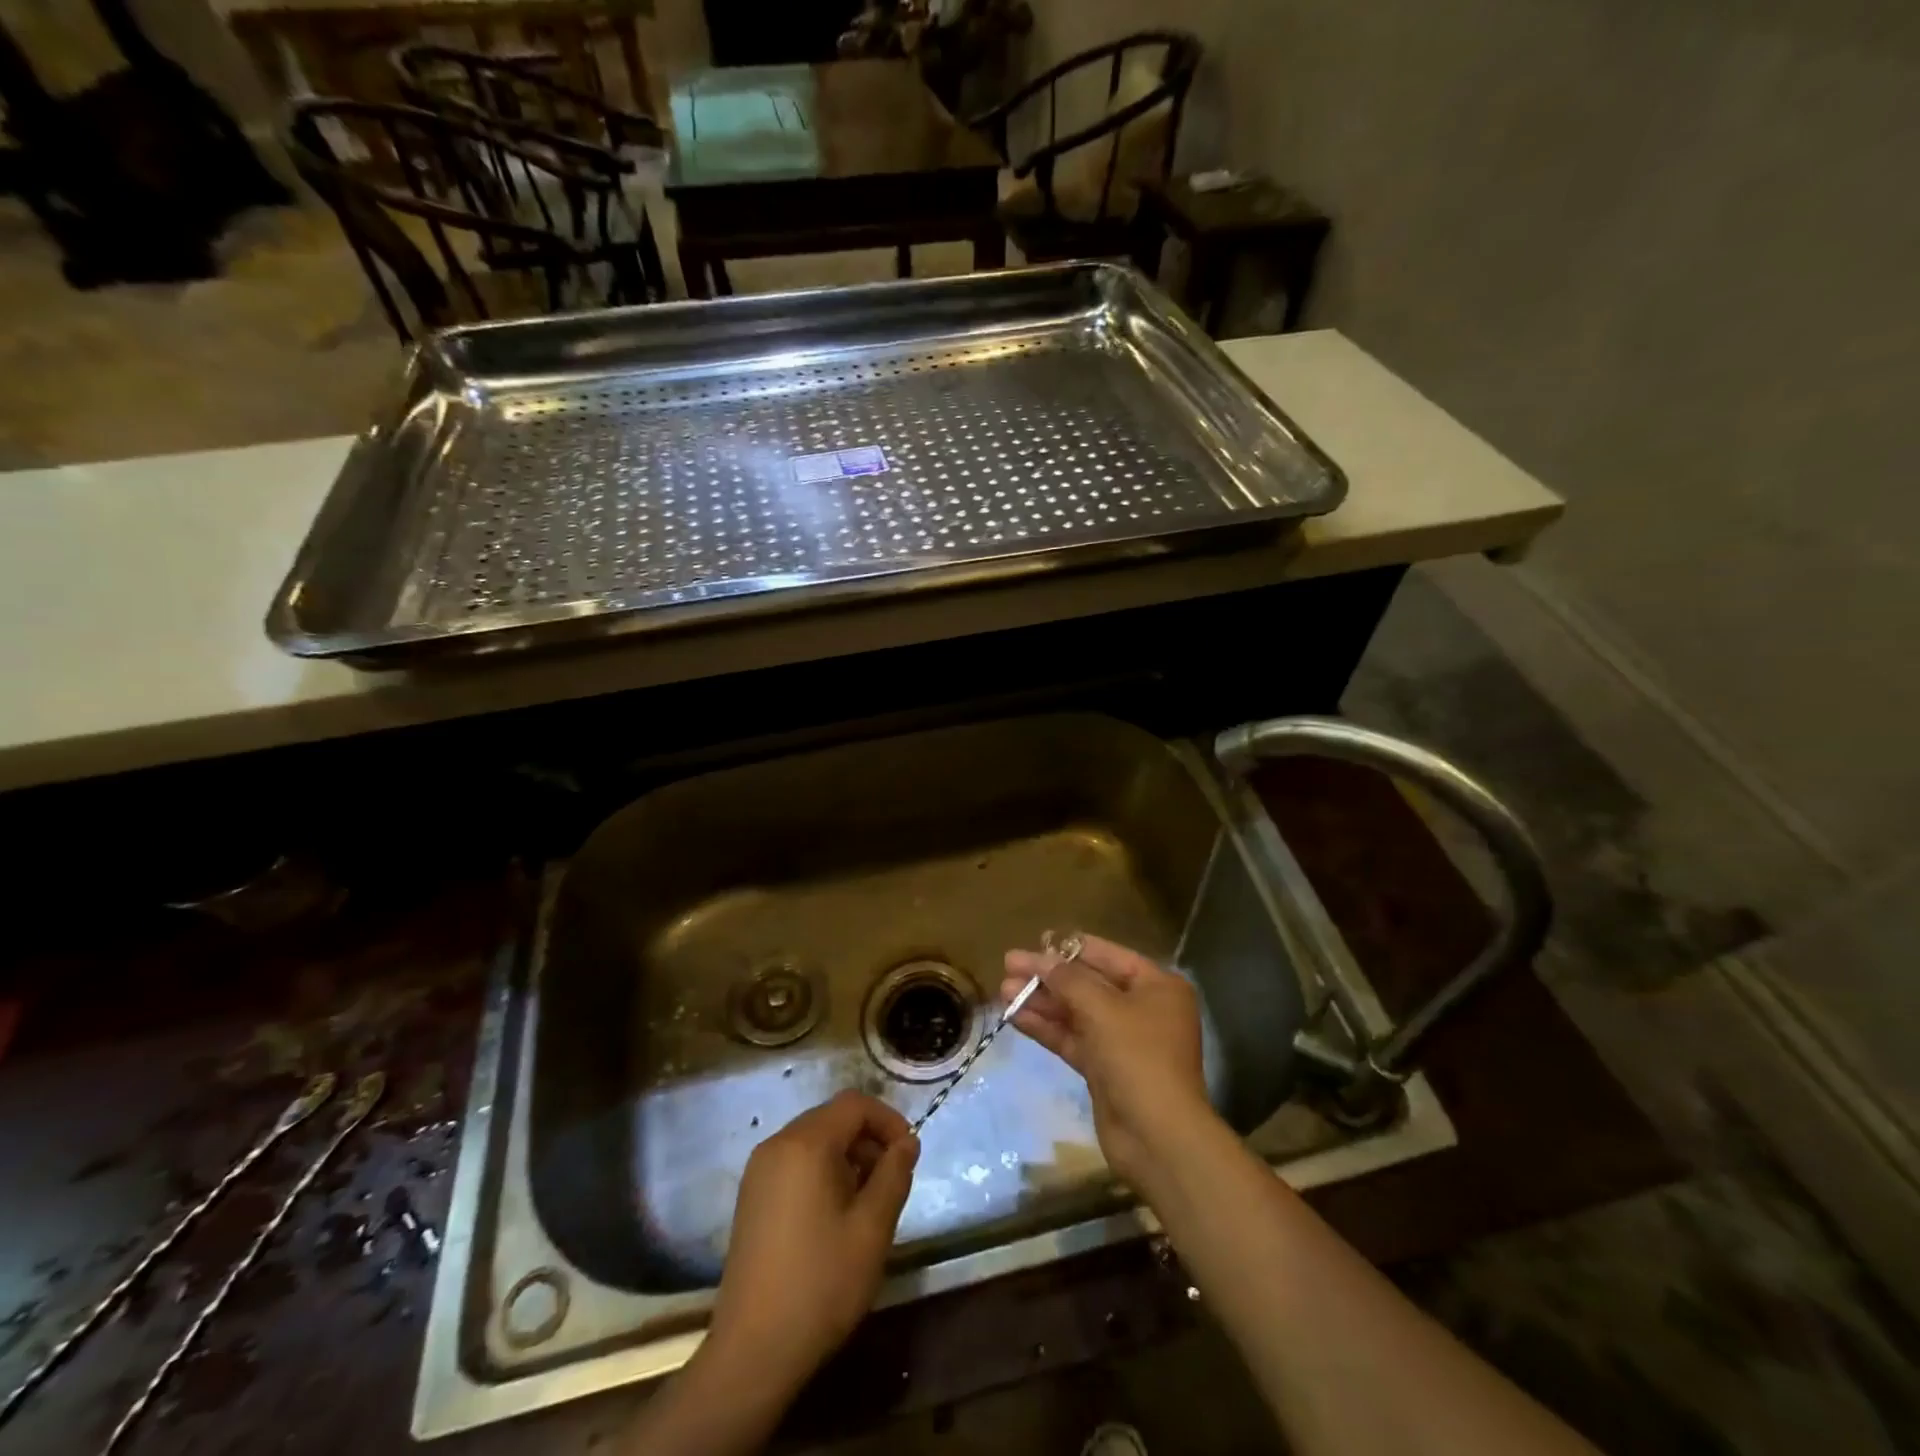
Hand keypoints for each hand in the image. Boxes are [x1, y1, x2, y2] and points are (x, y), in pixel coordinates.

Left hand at [704, 1090, 918, 1395]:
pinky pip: (795, 1162)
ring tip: (867, 1201)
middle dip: (868, 1139)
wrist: (753, 1351)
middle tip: (891, 1180)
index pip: (855, 1104)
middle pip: (832, 1118)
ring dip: (847, 1156)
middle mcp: (777, 1144)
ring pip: (814, 1140)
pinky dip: (822, 1171)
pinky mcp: (751, 1196)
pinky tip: (835, 1214)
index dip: (888, 1120)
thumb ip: (894, 1174)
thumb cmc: (821, 1283)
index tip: (909, 1154)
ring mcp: (759, 1171)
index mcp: (805, 1144)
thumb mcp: (872, 1228)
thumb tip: (907, 1143)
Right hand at [1001, 934, 1211, 1188]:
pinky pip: (1072, 1039)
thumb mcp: (1102, 1009)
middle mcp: (1143, 1009)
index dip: (1071, 948)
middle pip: (1088, 984)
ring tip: (1003, 989)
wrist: (1157, 1138)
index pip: (1109, 956)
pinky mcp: (1105, 1069)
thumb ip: (1068, 979)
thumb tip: (1040, 958)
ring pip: (1076, 1013)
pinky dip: (1046, 1028)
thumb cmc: (1138, 1058)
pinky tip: (1015, 1017)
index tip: (1036, 940)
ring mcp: (1123, 1041)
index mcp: (1157, 986)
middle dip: (1048, 977)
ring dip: (1042, 1001)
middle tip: (1008, 964)